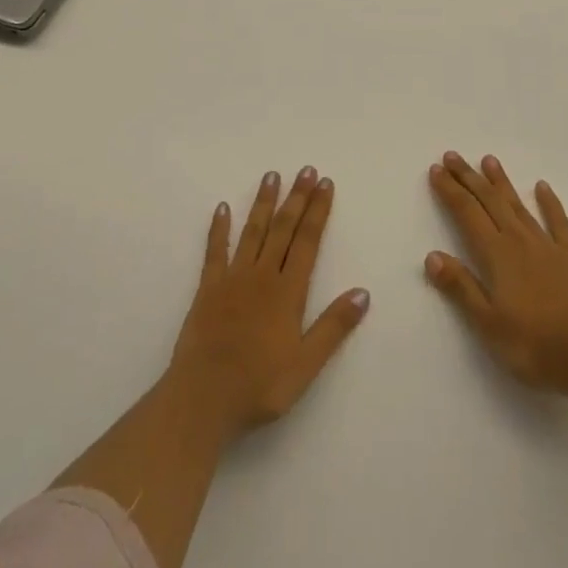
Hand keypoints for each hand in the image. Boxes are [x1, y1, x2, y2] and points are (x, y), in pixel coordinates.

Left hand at [167, 167, 368, 444]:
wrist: (203, 399)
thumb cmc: (259, 386)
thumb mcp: (306, 365)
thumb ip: (333, 327)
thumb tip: (363, 292)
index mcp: (288, 292)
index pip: (307, 241)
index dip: (317, 211)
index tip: (325, 183)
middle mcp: (262, 275)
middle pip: (283, 228)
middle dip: (296, 197)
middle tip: (305, 169)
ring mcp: (233, 278)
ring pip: (252, 231)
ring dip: (263, 203)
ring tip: (271, 176)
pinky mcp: (208, 288)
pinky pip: (215, 251)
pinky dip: (219, 228)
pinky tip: (221, 208)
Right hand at [425, 151, 567, 395]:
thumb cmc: (535, 345)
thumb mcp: (488, 324)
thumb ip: (461, 287)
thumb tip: (432, 255)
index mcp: (496, 254)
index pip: (466, 213)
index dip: (450, 190)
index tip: (436, 170)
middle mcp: (519, 240)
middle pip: (489, 201)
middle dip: (469, 177)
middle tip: (452, 155)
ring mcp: (547, 244)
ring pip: (518, 205)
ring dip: (501, 182)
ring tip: (488, 160)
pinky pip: (558, 221)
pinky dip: (549, 202)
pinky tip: (542, 187)